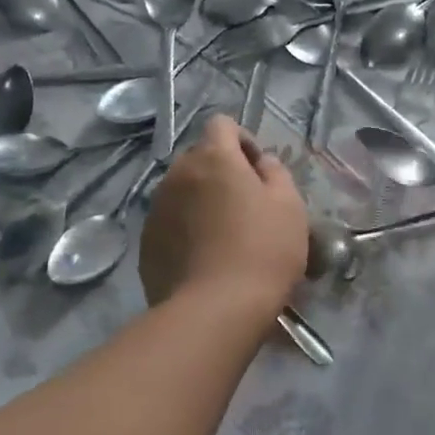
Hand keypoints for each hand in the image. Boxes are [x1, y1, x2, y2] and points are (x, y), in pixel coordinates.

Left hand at [140, 116, 307, 313]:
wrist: (215, 310)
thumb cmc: (262, 250)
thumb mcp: (289, 206)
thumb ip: (276, 172)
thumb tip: (262, 163)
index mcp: (213, 158)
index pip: (222, 124)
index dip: (243, 140)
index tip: (258, 171)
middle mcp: (177, 174)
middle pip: (199, 158)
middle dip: (221, 172)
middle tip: (245, 205)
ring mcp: (157, 208)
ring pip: (182, 190)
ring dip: (201, 200)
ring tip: (223, 234)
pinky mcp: (146, 242)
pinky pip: (170, 221)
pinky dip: (186, 228)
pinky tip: (204, 258)